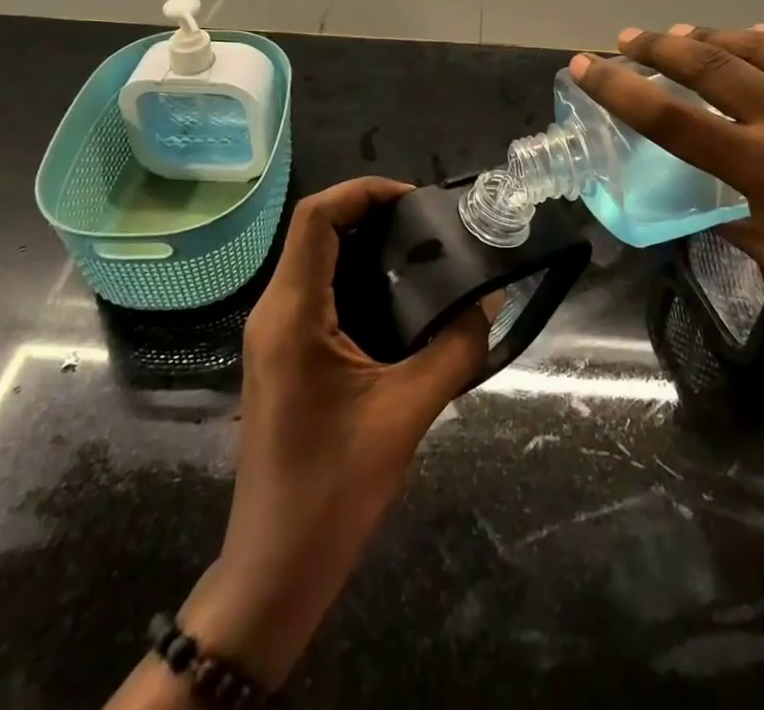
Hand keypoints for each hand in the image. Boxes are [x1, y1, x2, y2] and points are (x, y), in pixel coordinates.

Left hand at [180, 177, 487, 687]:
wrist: (275, 571)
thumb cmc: (333, 488)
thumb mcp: (407, 413)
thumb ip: (455, 349)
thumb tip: (490, 300)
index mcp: (292, 313)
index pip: (316, 217)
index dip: (363, 192)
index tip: (416, 200)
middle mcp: (274, 312)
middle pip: (315, 231)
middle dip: (370, 215)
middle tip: (428, 226)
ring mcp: (273, 336)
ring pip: (314, 261)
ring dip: (363, 247)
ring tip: (421, 255)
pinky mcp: (282, 358)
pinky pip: (316, 294)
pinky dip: (355, 279)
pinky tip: (398, 303)